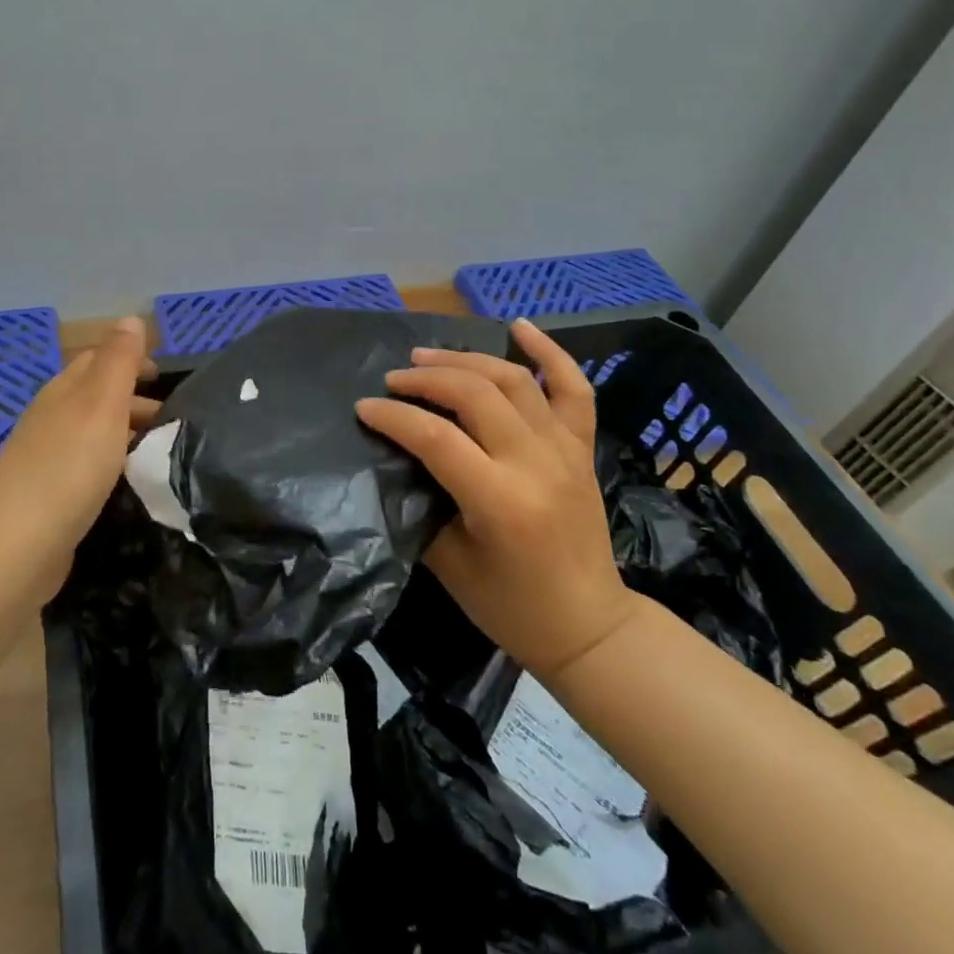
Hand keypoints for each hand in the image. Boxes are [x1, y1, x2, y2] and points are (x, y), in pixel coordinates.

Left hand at [0, 316, 156, 599]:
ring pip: (93, 433)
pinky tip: (130, 483)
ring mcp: (46, 460)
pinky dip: (114, 464)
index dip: (130, 360)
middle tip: (174, 418)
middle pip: (95, 397)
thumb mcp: (101, 405)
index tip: (164, 375)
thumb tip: (130, 317)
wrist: (13, 551)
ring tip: (162, 449)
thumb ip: (118, 362)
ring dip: (126, 433)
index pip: (96, 360)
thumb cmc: (66, 469)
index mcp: (62, 393)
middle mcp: (51, 420)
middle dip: (133, 399)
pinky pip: (88, 467)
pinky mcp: (48, 498)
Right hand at [355, 319, 637, 681]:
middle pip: (476, 395)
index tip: (364, 408)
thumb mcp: (450, 563)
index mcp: (500, 501)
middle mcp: (536, 464)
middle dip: (426, 379)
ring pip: (514, 380)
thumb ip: (422, 502)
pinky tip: (519, 325)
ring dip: (467, 360)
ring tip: (429, 357)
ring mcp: (565, 450)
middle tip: (394, 379)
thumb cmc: (511, 607)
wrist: (590, 628)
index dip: (394, 416)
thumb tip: (396, 456)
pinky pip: (573, 388)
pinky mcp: (582, 447)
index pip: (437, 438)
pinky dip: (549, 352)